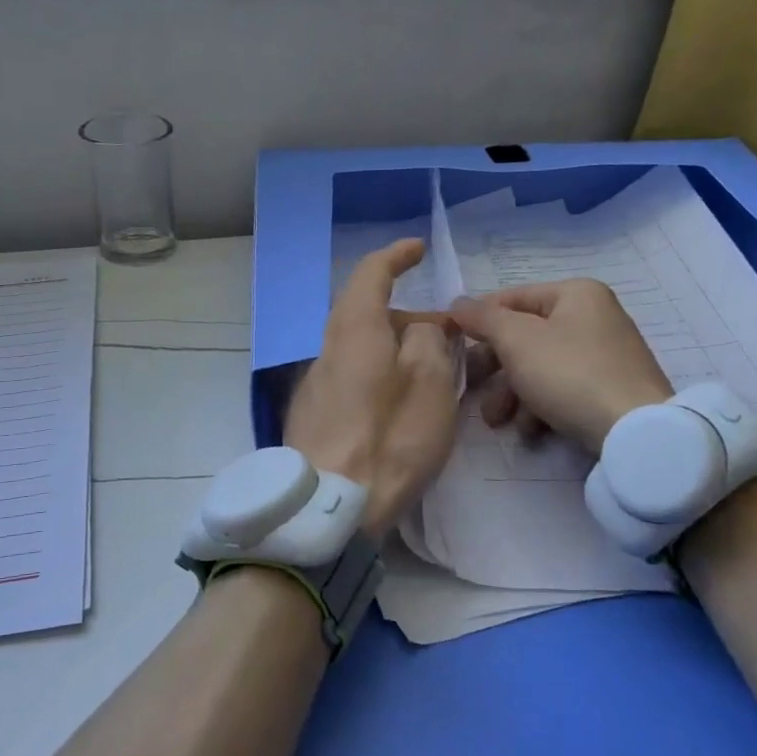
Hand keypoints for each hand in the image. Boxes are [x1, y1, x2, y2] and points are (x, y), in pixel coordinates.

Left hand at [284, 239, 459, 537]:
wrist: (328, 506)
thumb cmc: (389, 438)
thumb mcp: (430, 382)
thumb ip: (428, 341)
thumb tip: (417, 328)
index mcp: (354, 330)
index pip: (370, 275)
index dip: (395, 257)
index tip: (416, 249)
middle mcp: (326, 350)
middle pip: (365, 316)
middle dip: (406, 317)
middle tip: (445, 338)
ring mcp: (314, 386)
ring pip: (358, 351)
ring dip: (393, 351)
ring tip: (430, 377)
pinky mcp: (311, 418)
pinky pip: (350, 380)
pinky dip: (377, 377)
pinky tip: (397, 408)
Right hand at [450, 278, 671, 452]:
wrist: (635, 431)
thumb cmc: (569, 373)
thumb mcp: (517, 340)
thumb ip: (483, 318)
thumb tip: (457, 303)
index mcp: (576, 294)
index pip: (512, 298)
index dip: (478, 319)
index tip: (452, 345)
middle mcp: (593, 317)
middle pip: (525, 336)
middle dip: (494, 367)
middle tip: (469, 389)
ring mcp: (605, 355)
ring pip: (541, 366)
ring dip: (511, 393)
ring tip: (496, 420)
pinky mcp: (609, 389)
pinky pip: (563, 389)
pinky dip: (540, 406)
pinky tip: (529, 430)